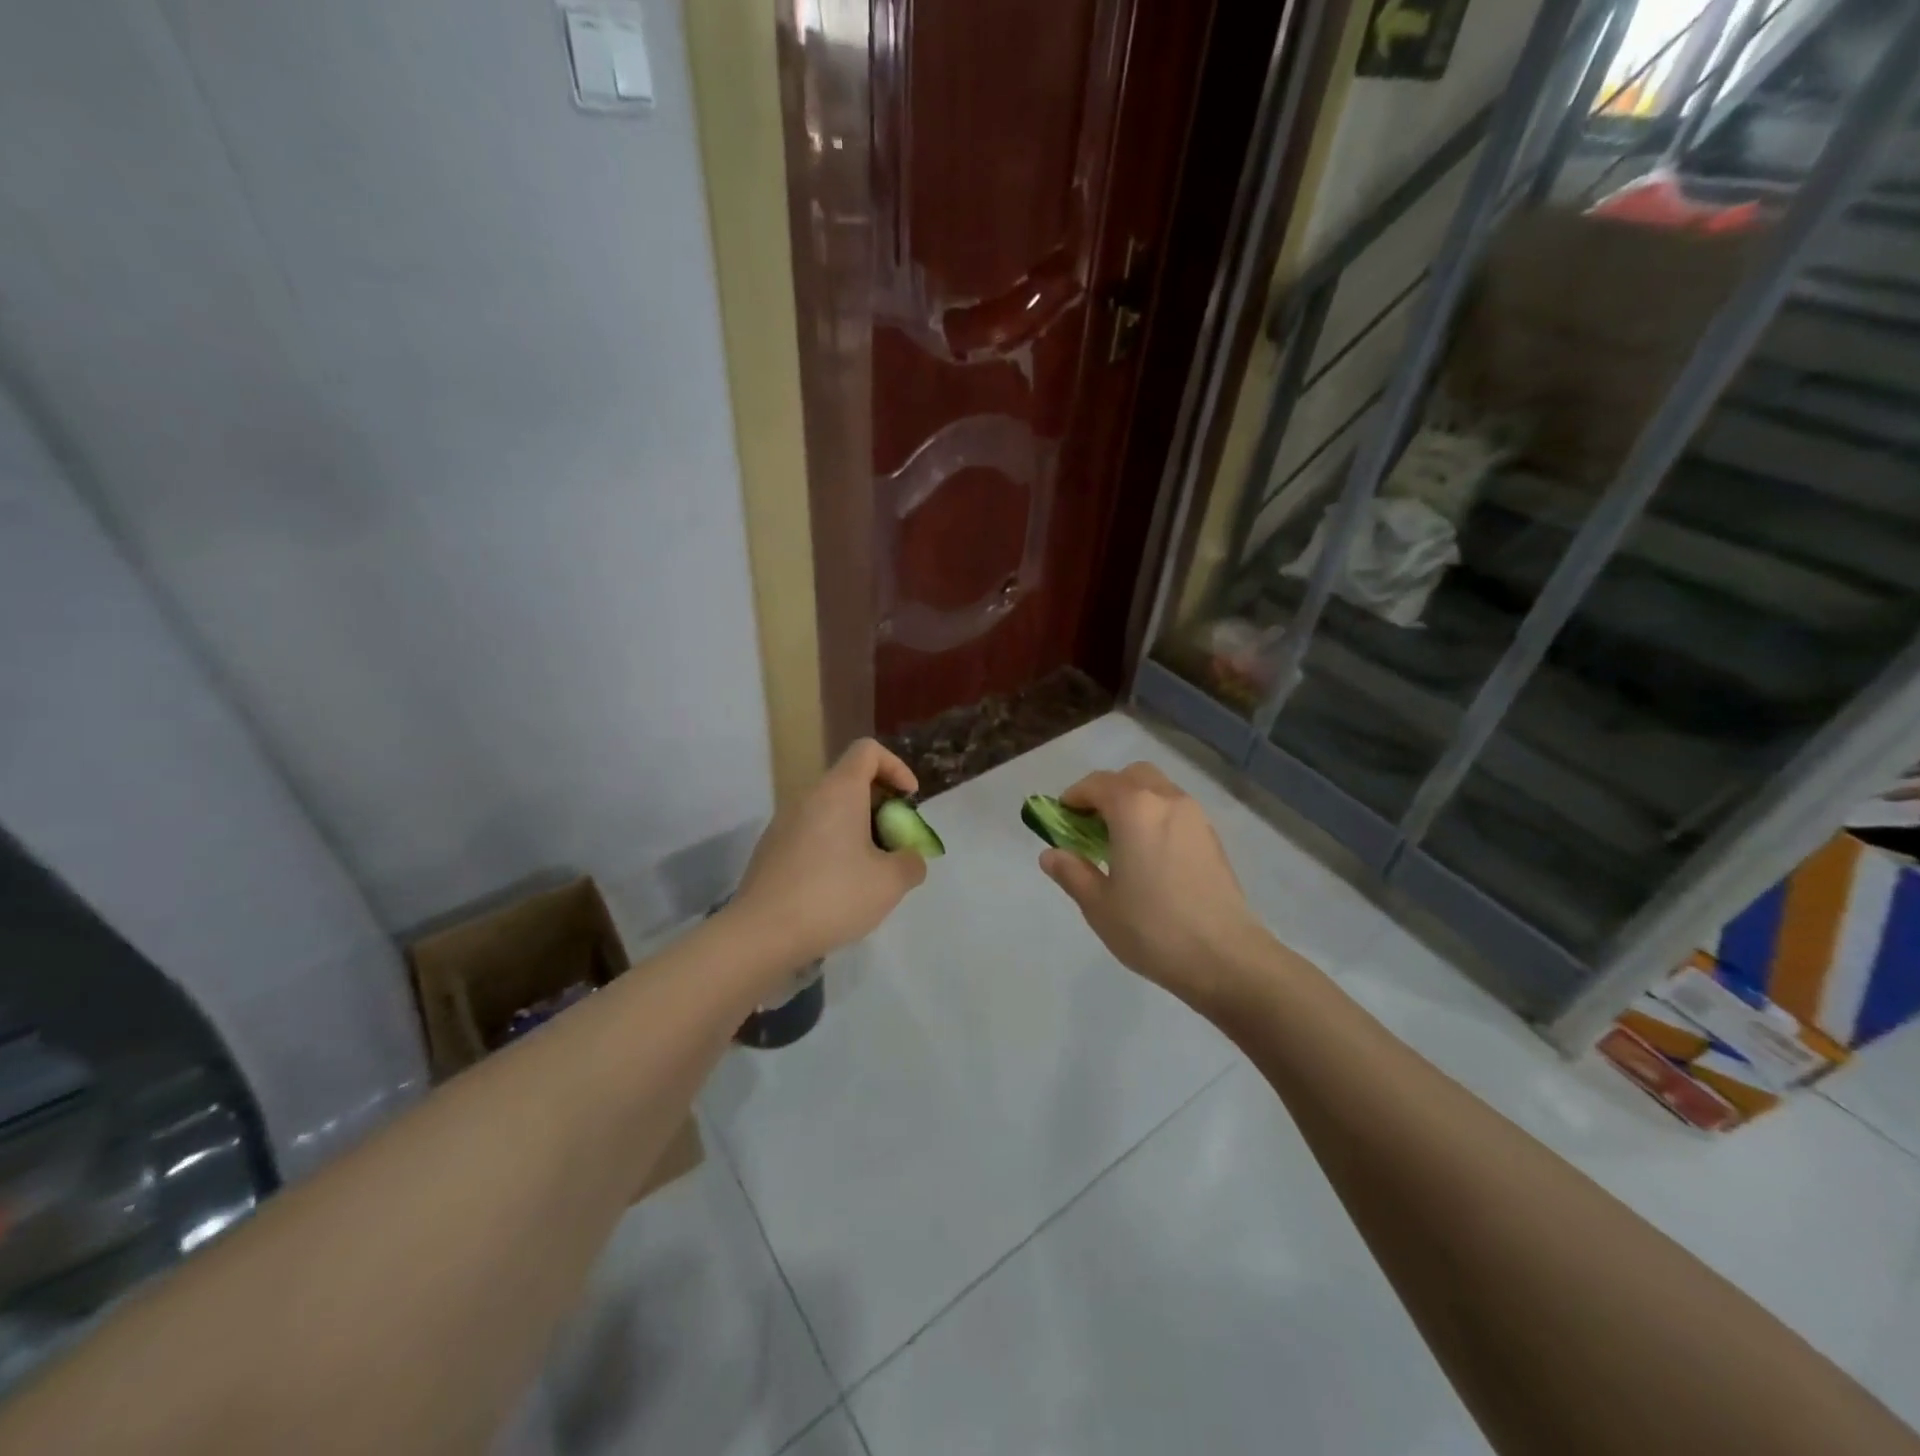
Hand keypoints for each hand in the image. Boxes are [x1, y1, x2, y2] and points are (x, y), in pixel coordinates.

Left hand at [731, 739, 928, 966]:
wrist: (761, 933)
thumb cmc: (833, 896)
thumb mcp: (890, 883)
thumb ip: (911, 862)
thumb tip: (909, 858)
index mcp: (839, 791)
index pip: (868, 751)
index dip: (896, 767)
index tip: (908, 800)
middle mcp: (808, 796)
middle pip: (850, 781)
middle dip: (880, 805)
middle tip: (895, 842)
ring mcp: (784, 822)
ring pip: (830, 809)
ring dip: (856, 828)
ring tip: (870, 869)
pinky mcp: (771, 848)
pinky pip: (811, 832)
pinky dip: (832, 845)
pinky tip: (838, 887)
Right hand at [1039, 762, 1270, 1012]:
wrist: (1225, 957)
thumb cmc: (1152, 928)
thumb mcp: (1098, 905)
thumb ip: (1071, 872)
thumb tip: (1051, 855)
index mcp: (1134, 809)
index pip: (1097, 784)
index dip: (1074, 797)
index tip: (1061, 819)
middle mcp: (1167, 800)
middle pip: (1132, 776)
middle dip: (1108, 791)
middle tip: (1092, 826)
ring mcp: (1196, 817)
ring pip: (1159, 790)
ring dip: (1135, 803)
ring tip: (1121, 843)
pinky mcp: (1213, 839)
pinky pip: (1177, 812)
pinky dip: (1157, 818)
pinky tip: (1150, 857)